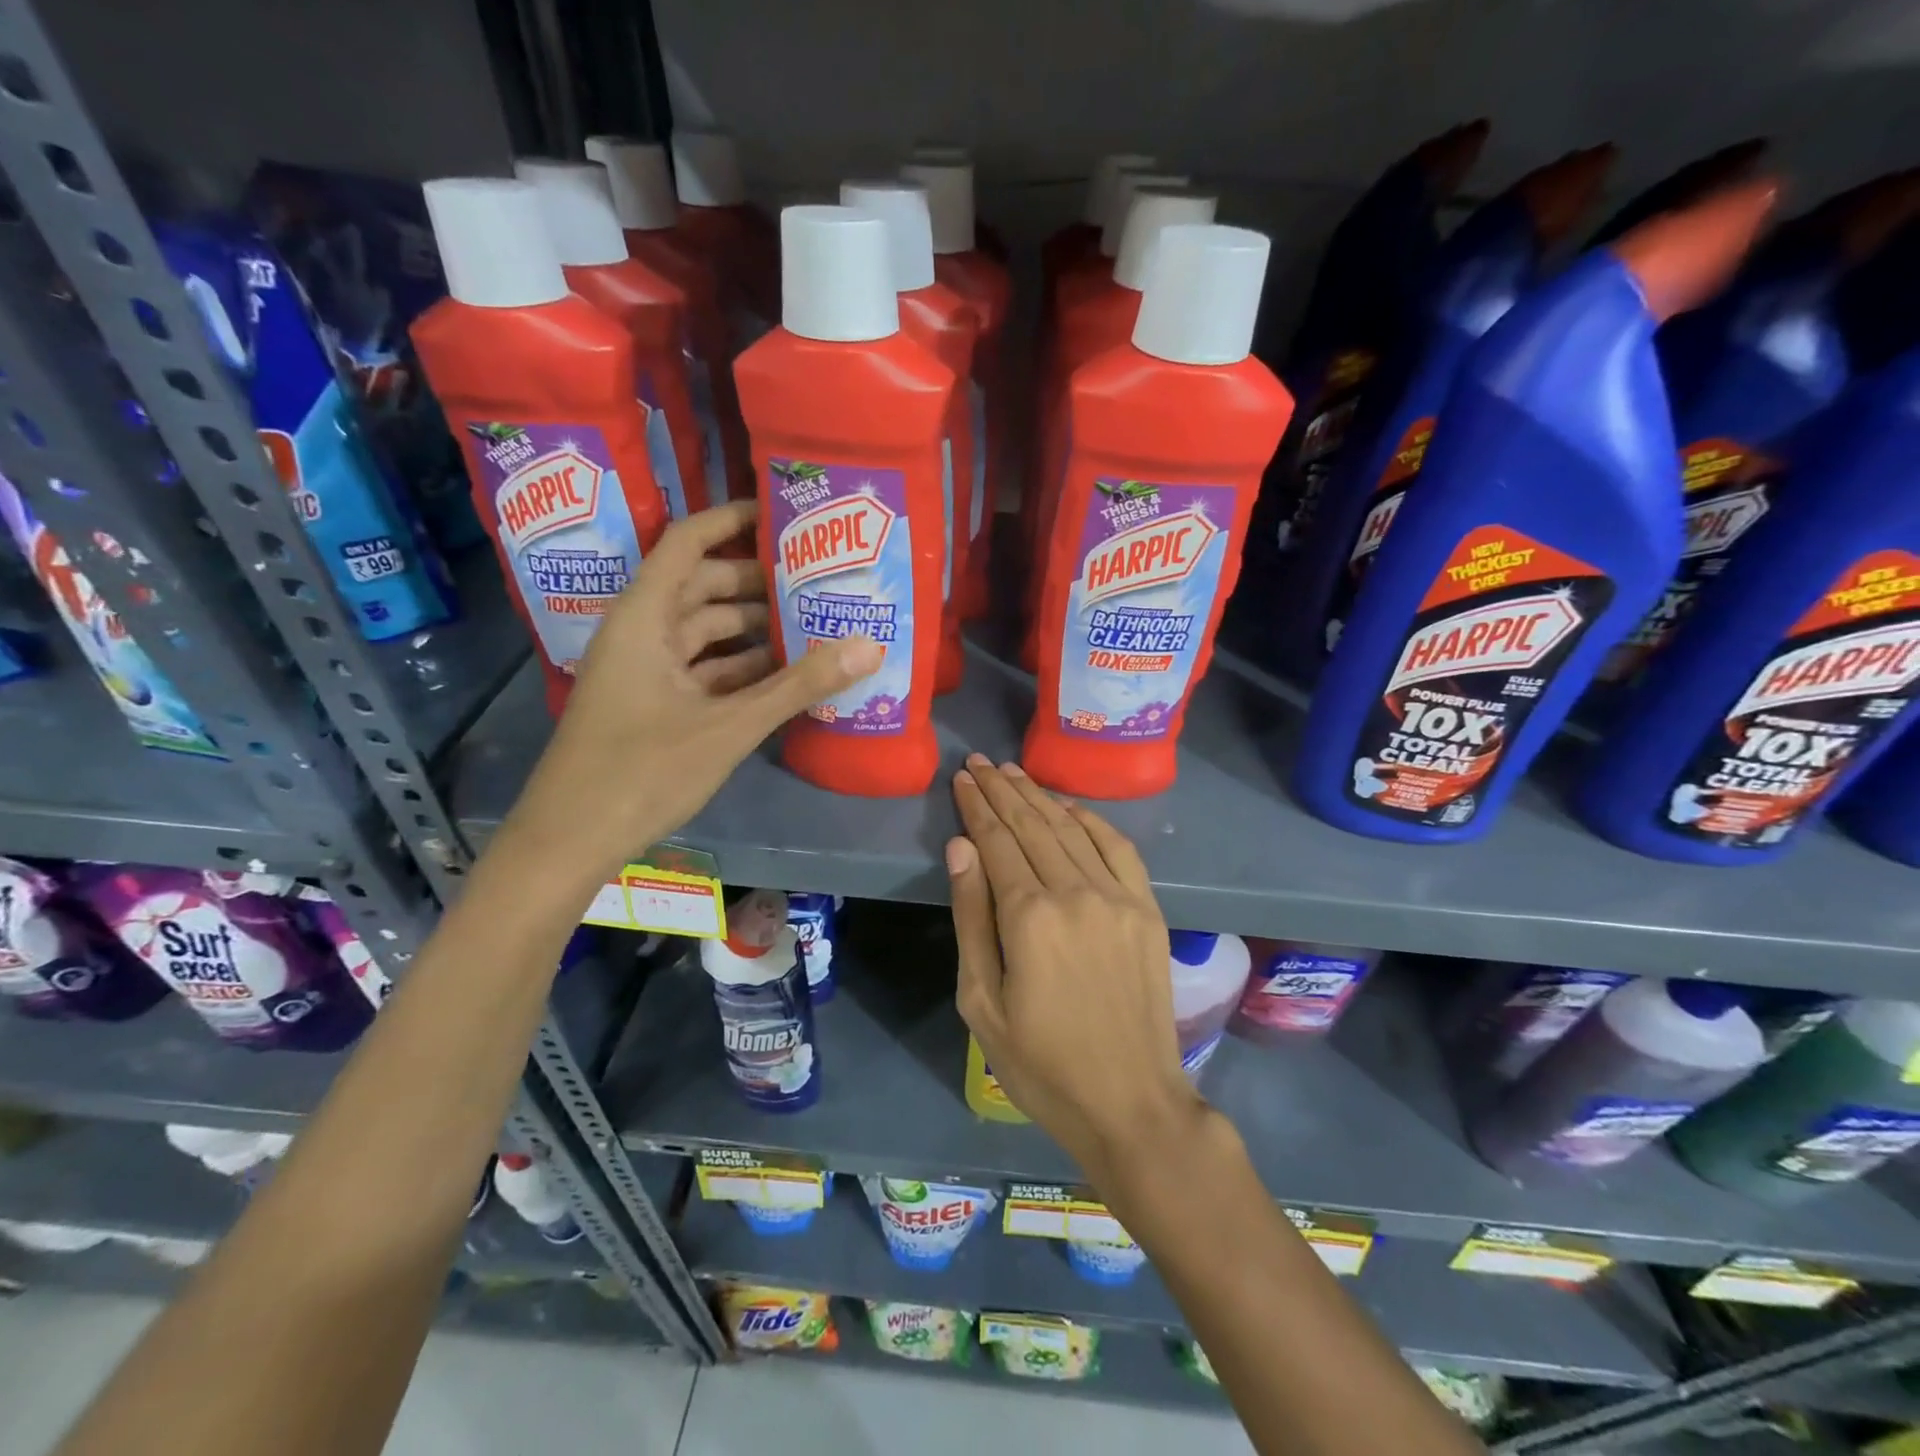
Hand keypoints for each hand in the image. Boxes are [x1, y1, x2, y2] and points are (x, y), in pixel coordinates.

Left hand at [506, 501, 881, 881]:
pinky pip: (704, 670)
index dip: (732, 521)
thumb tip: (869, 646)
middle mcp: (642, 632)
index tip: (785, 516)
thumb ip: (799, 686)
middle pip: (704, 587)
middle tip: (818, 578)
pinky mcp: (654, 704)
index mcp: (644, 617)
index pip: (688, 542)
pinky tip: (787, 676)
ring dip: (755, 630)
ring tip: (815, 623)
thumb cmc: (642, 771)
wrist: (571, 840)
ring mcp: (646, 671)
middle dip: (759, 582)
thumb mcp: (729, 726)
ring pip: (707, 633)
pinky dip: (741, 669)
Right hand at [947, 754, 1205, 1177]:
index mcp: (1029, 917)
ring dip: (1040, 796)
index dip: (977, 806)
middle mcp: (1076, 892)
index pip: (997, 841)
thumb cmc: (1042, 1064)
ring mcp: (1118, 897)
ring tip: (1014, 773)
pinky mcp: (1147, 909)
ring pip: (1072, 828)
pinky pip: (1118, 847)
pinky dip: (1091, 820)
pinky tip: (1069, 806)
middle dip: (1002, 790)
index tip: (963, 779)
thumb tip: (962, 847)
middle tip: (981, 763)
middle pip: (1032, 825)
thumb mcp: (981, 1003)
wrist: (1131, 1102)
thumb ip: (972, 918)